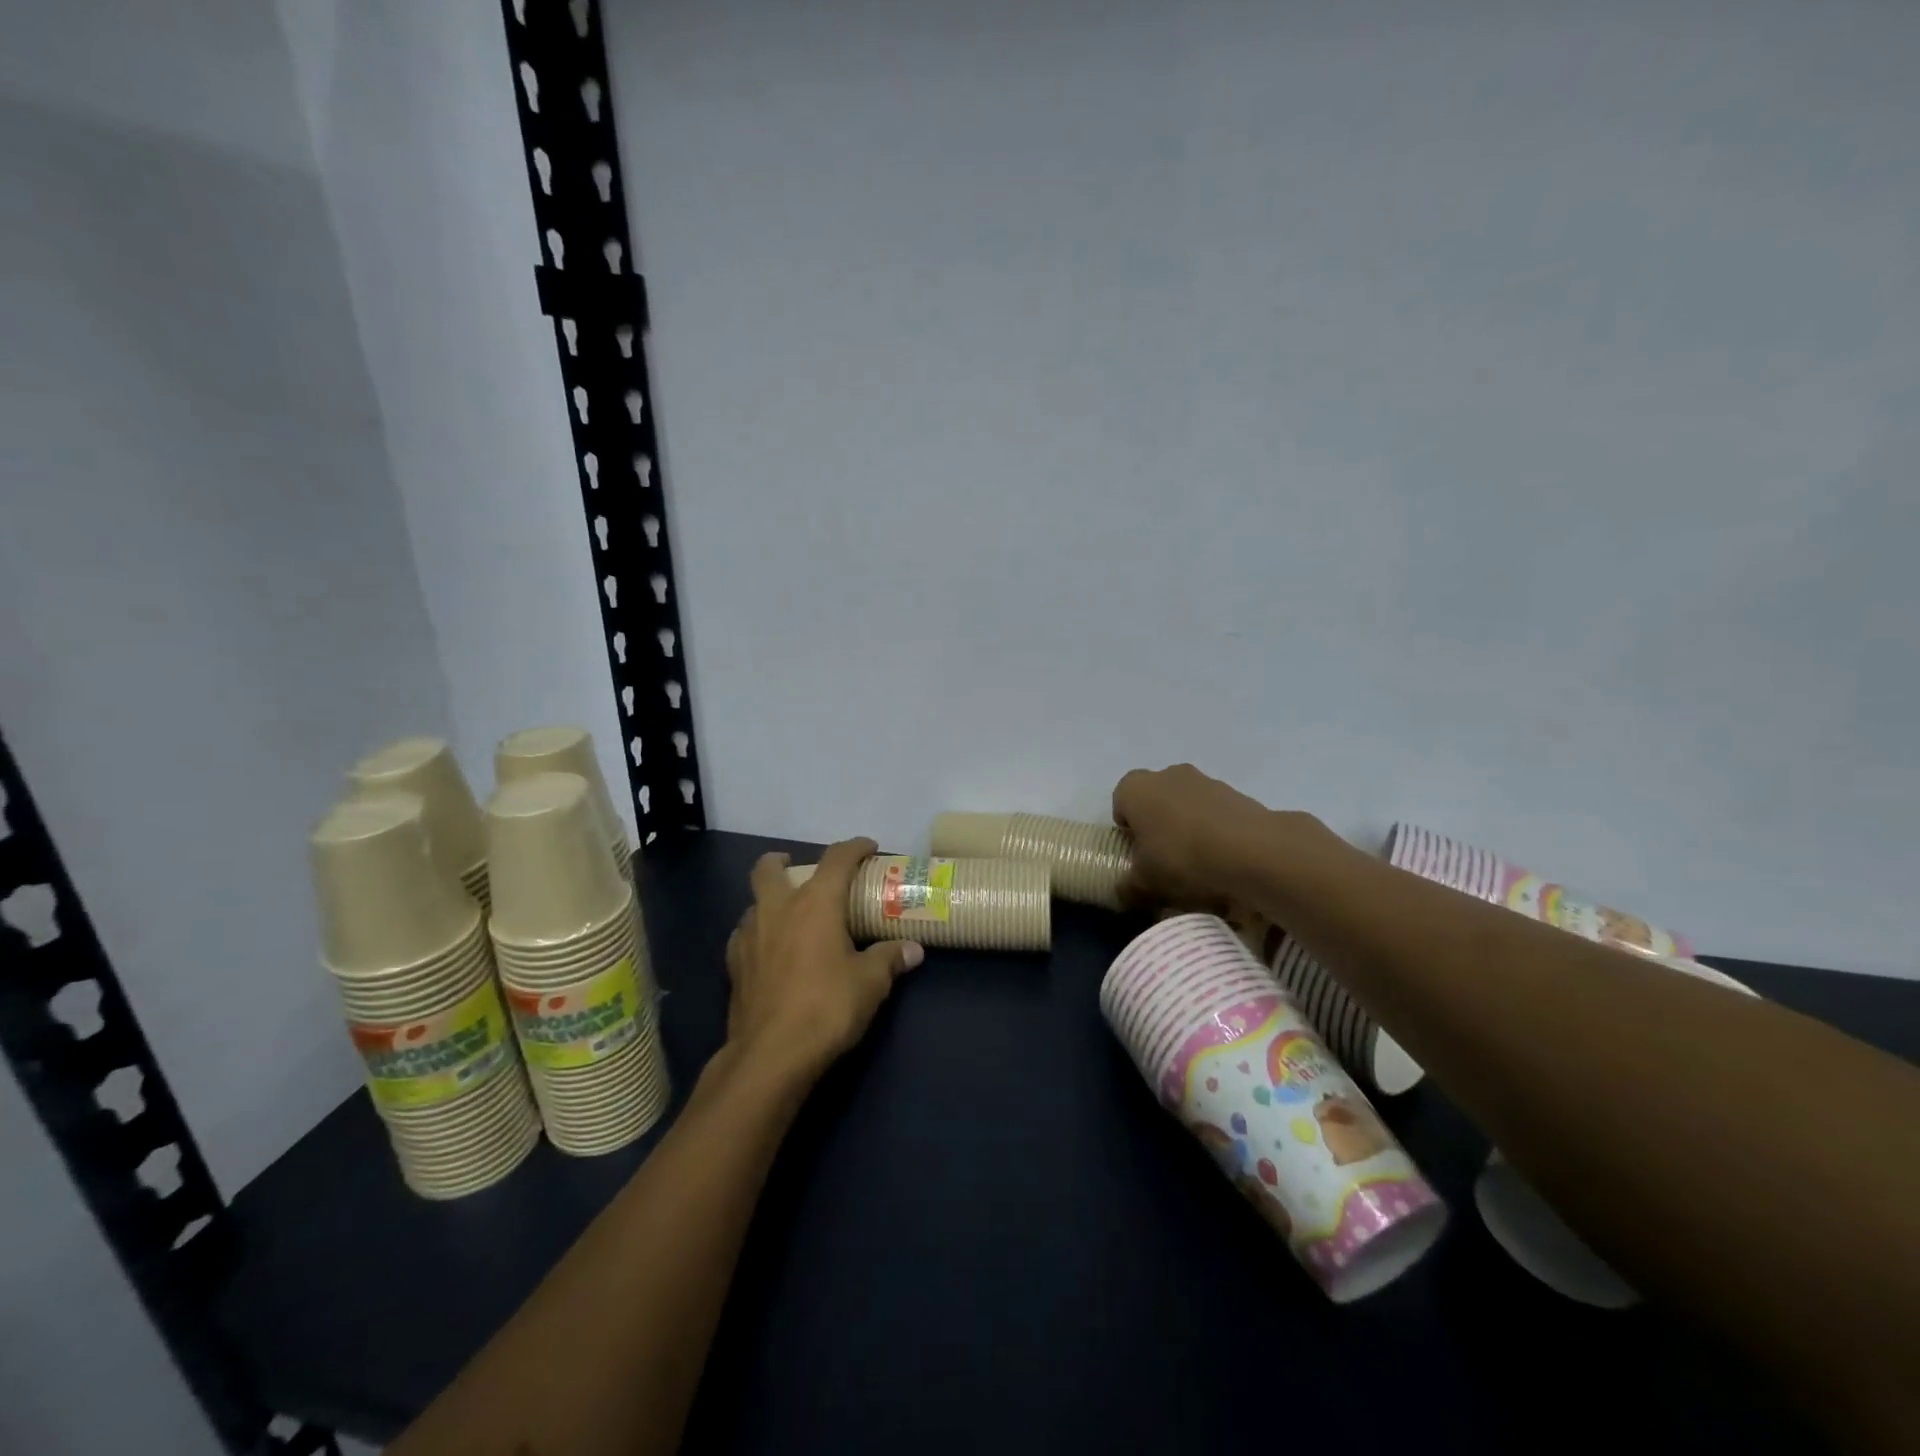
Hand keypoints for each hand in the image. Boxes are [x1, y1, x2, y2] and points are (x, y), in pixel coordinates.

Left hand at [723, 838, 922, 1083]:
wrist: (771, 1055)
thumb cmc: (827, 1007)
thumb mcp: (871, 983)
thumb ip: (890, 959)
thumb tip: (913, 950)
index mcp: (815, 903)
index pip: (836, 859)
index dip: (854, 848)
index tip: (868, 848)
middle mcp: (777, 909)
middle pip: (769, 867)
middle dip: (783, 861)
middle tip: (800, 870)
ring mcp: (748, 936)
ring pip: (753, 902)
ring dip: (770, 900)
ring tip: (790, 918)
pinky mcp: (733, 966)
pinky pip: (744, 935)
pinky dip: (758, 934)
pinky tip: (771, 952)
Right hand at [1112, 764, 1332, 908]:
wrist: (1252, 851)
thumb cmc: (1182, 858)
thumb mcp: (1144, 884)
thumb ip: (1127, 887)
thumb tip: (1124, 892)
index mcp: (1135, 788)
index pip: (1120, 803)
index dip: (1126, 831)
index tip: (1137, 855)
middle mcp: (1167, 774)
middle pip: (1155, 801)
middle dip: (1158, 826)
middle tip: (1164, 860)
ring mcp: (1205, 781)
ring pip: (1187, 806)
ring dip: (1188, 828)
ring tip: (1199, 866)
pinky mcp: (1237, 794)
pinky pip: (1216, 814)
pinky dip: (1216, 832)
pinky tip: (1224, 861)